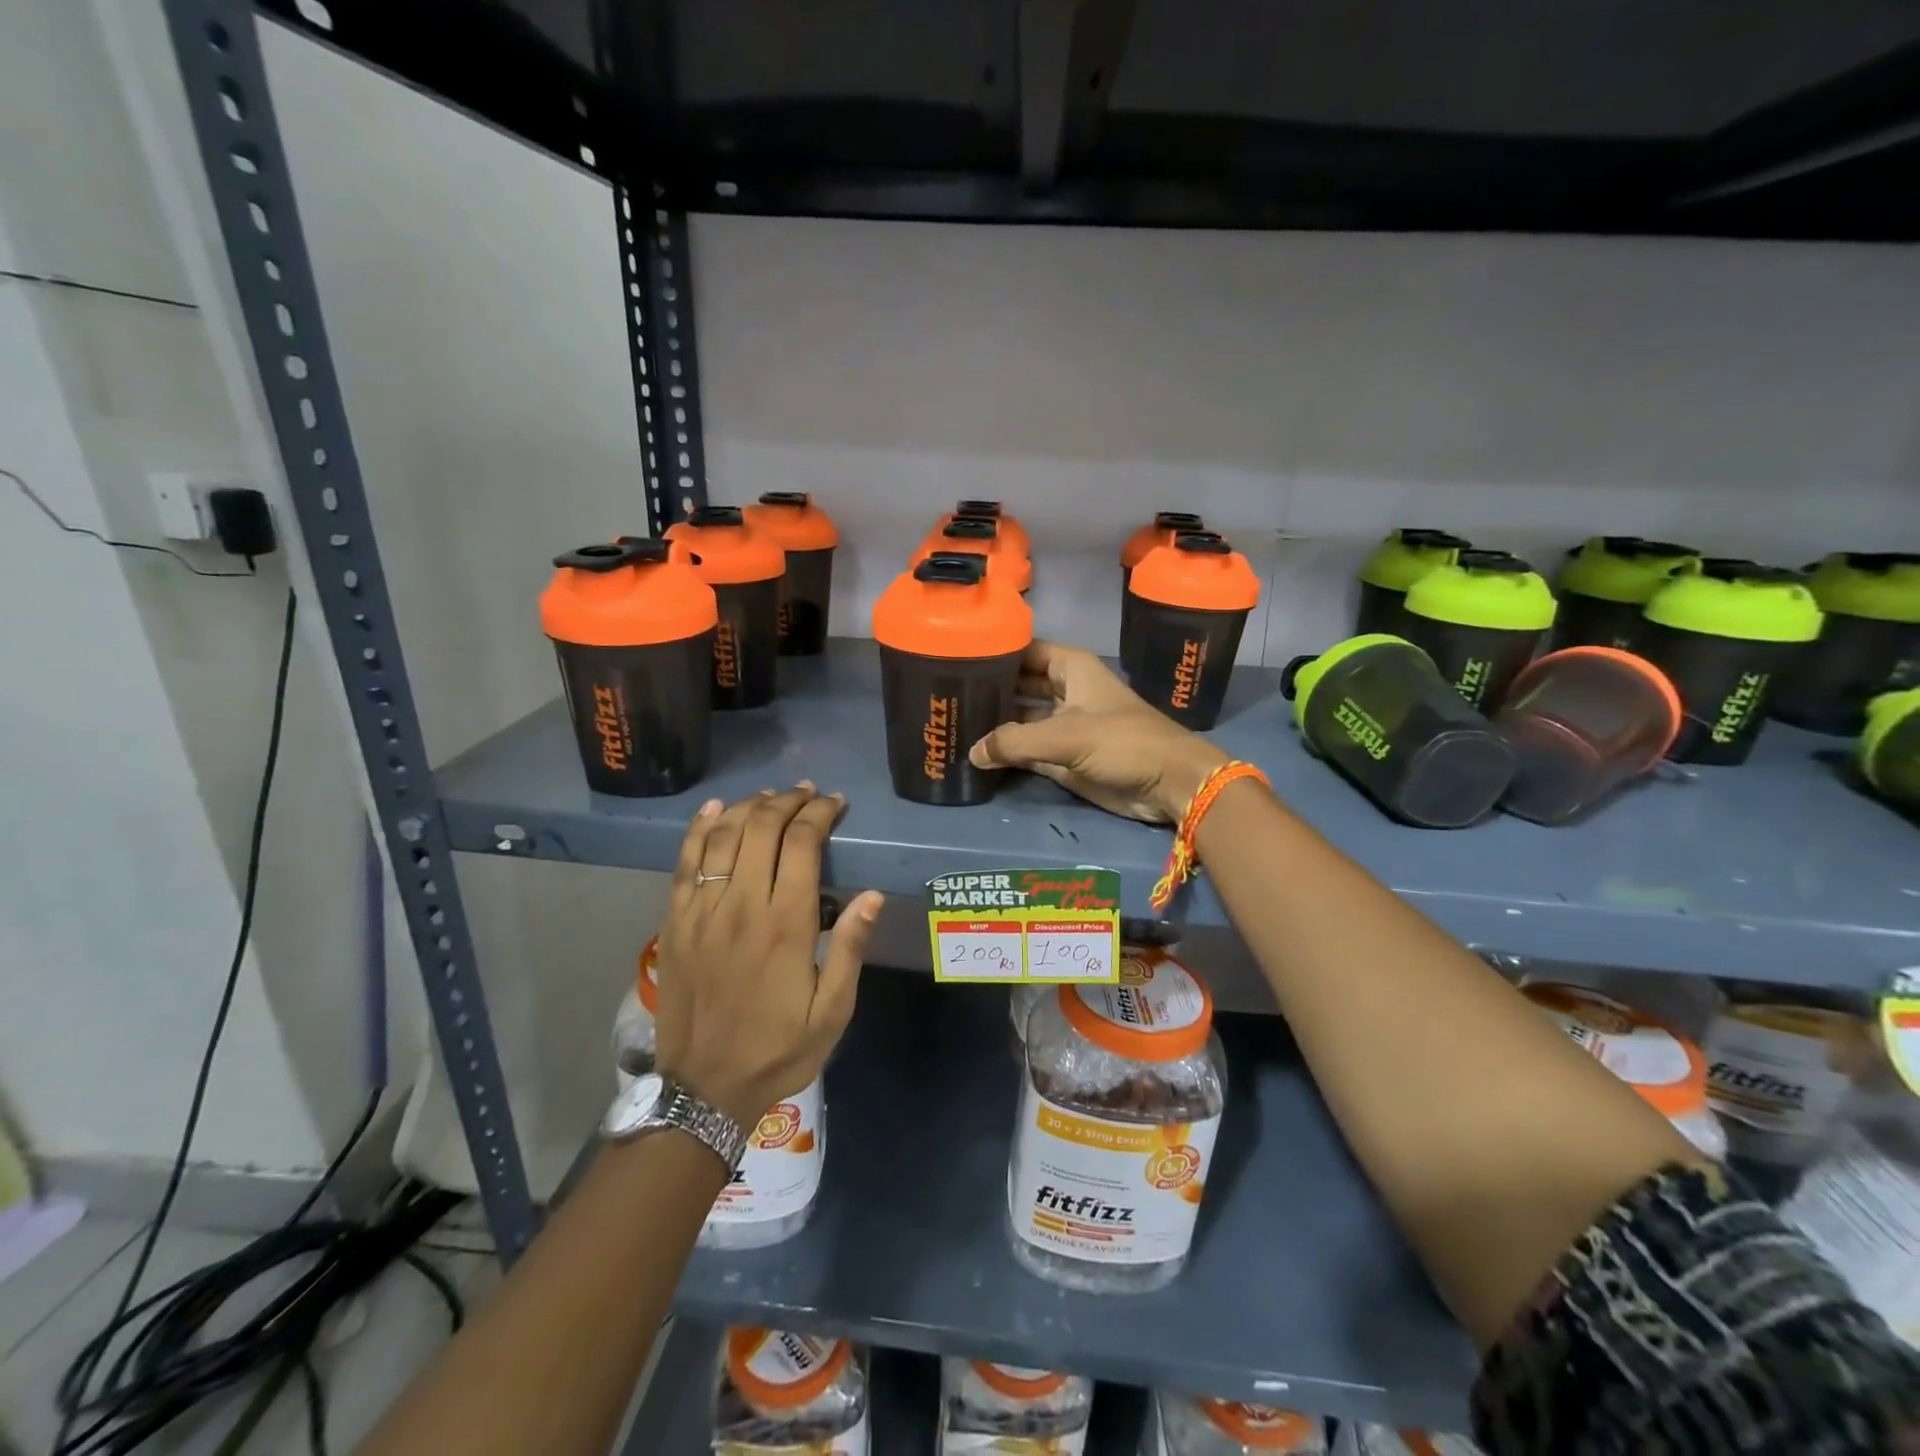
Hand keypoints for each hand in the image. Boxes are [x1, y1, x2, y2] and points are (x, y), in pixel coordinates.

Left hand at [652, 785, 882, 1128]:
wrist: (703, 1089)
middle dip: (788, 801)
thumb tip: (872, 895)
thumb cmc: (778, 1050)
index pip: (801, 843)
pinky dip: (699, 829)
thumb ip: (849, 948)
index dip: (819, 814)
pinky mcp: (674, 922)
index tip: (835, 803)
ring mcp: (701, 911)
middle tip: (808, 794)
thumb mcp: (832, 1011)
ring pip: (722, 836)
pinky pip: (684, 862)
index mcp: (785, 924)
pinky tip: (714, 809)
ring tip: (771, 796)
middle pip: (761, 828)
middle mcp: (740, 906)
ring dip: (748, 807)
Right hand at [969, 641, 1226, 822]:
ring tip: (950, 723)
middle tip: (944, 695)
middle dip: (987, 689)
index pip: (1023, 650)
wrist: (1168, 784)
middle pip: (1017, 683)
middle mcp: (1064, 691)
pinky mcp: (1062, 756)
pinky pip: (1025, 749)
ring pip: (1019, 718)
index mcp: (1070, 668)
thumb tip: (972, 752)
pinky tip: (973, 753)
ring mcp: (1062, 725)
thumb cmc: (1124, 743)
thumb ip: (1016, 742)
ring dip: (992, 723)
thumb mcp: (1067, 736)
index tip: (954, 656)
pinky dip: (1004, 752)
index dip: (993, 651)